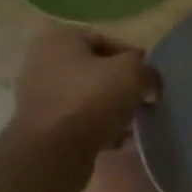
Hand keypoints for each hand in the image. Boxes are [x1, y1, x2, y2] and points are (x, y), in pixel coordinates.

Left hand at [11, 24, 160, 156]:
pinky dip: (100, 129)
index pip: (105, 40)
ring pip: (89, 98)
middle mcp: (44, 62)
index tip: (150, 79)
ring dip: (114, 110)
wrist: (52, 153)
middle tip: (145, 102)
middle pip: (97, 71)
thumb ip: (148, 73)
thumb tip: (150, 87)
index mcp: (59, 39)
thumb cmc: (90, 100)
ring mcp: (41, 97)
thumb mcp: (132, 74)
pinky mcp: (44, 128)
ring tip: (134, 125)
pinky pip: (80, 122)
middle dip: (123, 87)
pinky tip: (120, 142)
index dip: (133, 58)